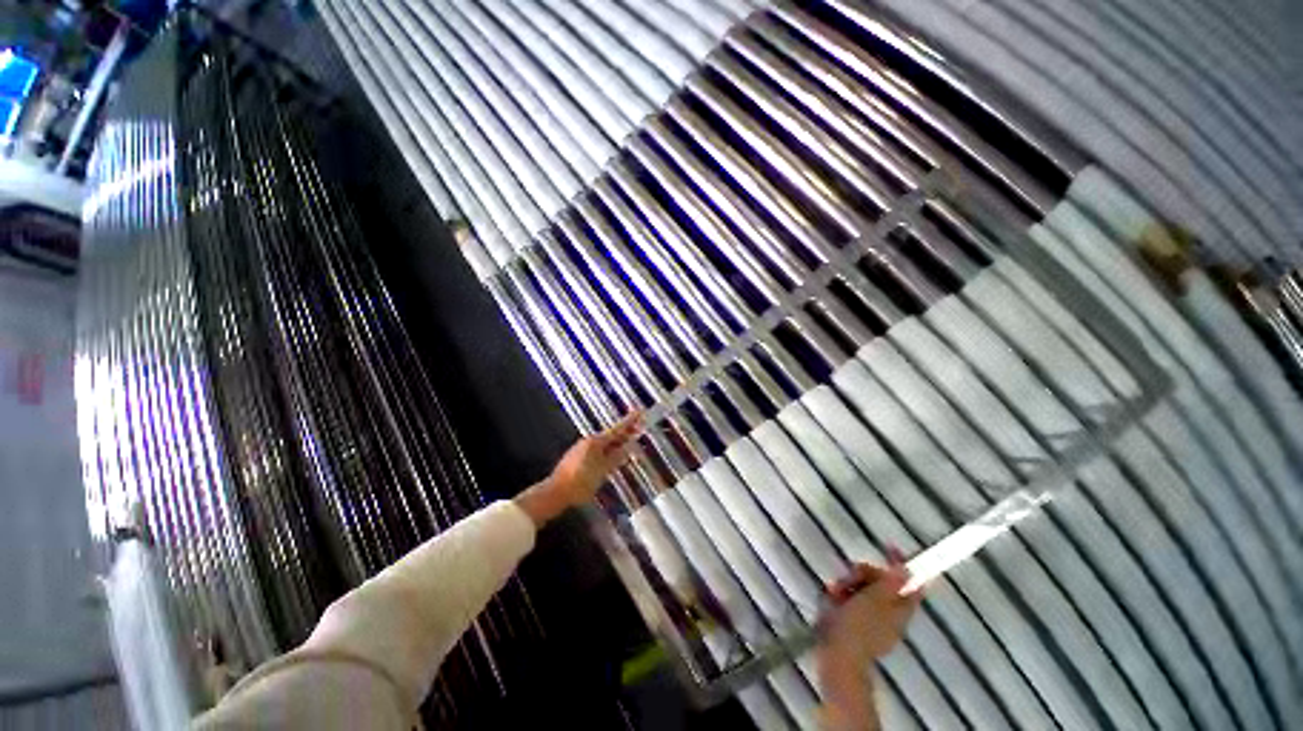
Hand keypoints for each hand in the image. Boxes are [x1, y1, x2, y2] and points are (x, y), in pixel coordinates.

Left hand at [514, 412, 642, 526]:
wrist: (555, 492)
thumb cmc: (580, 481)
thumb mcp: (603, 471)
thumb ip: (616, 459)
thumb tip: (628, 449)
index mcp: (596, 442)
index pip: (617, 429)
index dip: (629, 422)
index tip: (639, 413)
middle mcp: (589, 442)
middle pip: (611, 435)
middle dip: (625, 432)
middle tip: (639, 428)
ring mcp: (582, 449)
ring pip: (605, 443)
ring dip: (617, 442)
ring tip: (629, 442)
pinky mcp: (578, 458)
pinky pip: (599, 449)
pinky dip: (609, 450)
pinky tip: (613, 455)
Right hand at [817, 556, 922, 730]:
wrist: (838, 656)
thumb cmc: (858, 626)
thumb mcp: (874, 599)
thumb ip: (890, 583)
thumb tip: (908, 568)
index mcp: (900, 609)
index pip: (910, 582)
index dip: (902, 563)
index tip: (889, 546)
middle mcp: (890, 613)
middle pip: (882, 582)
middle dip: (863, 574)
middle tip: (850, 576)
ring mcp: (872, 620)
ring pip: (863, 589)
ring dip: (847, 584)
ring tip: (835, 591)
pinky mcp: (854, 624)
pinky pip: (850, 601)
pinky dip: (841, 596)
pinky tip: (830, 598)